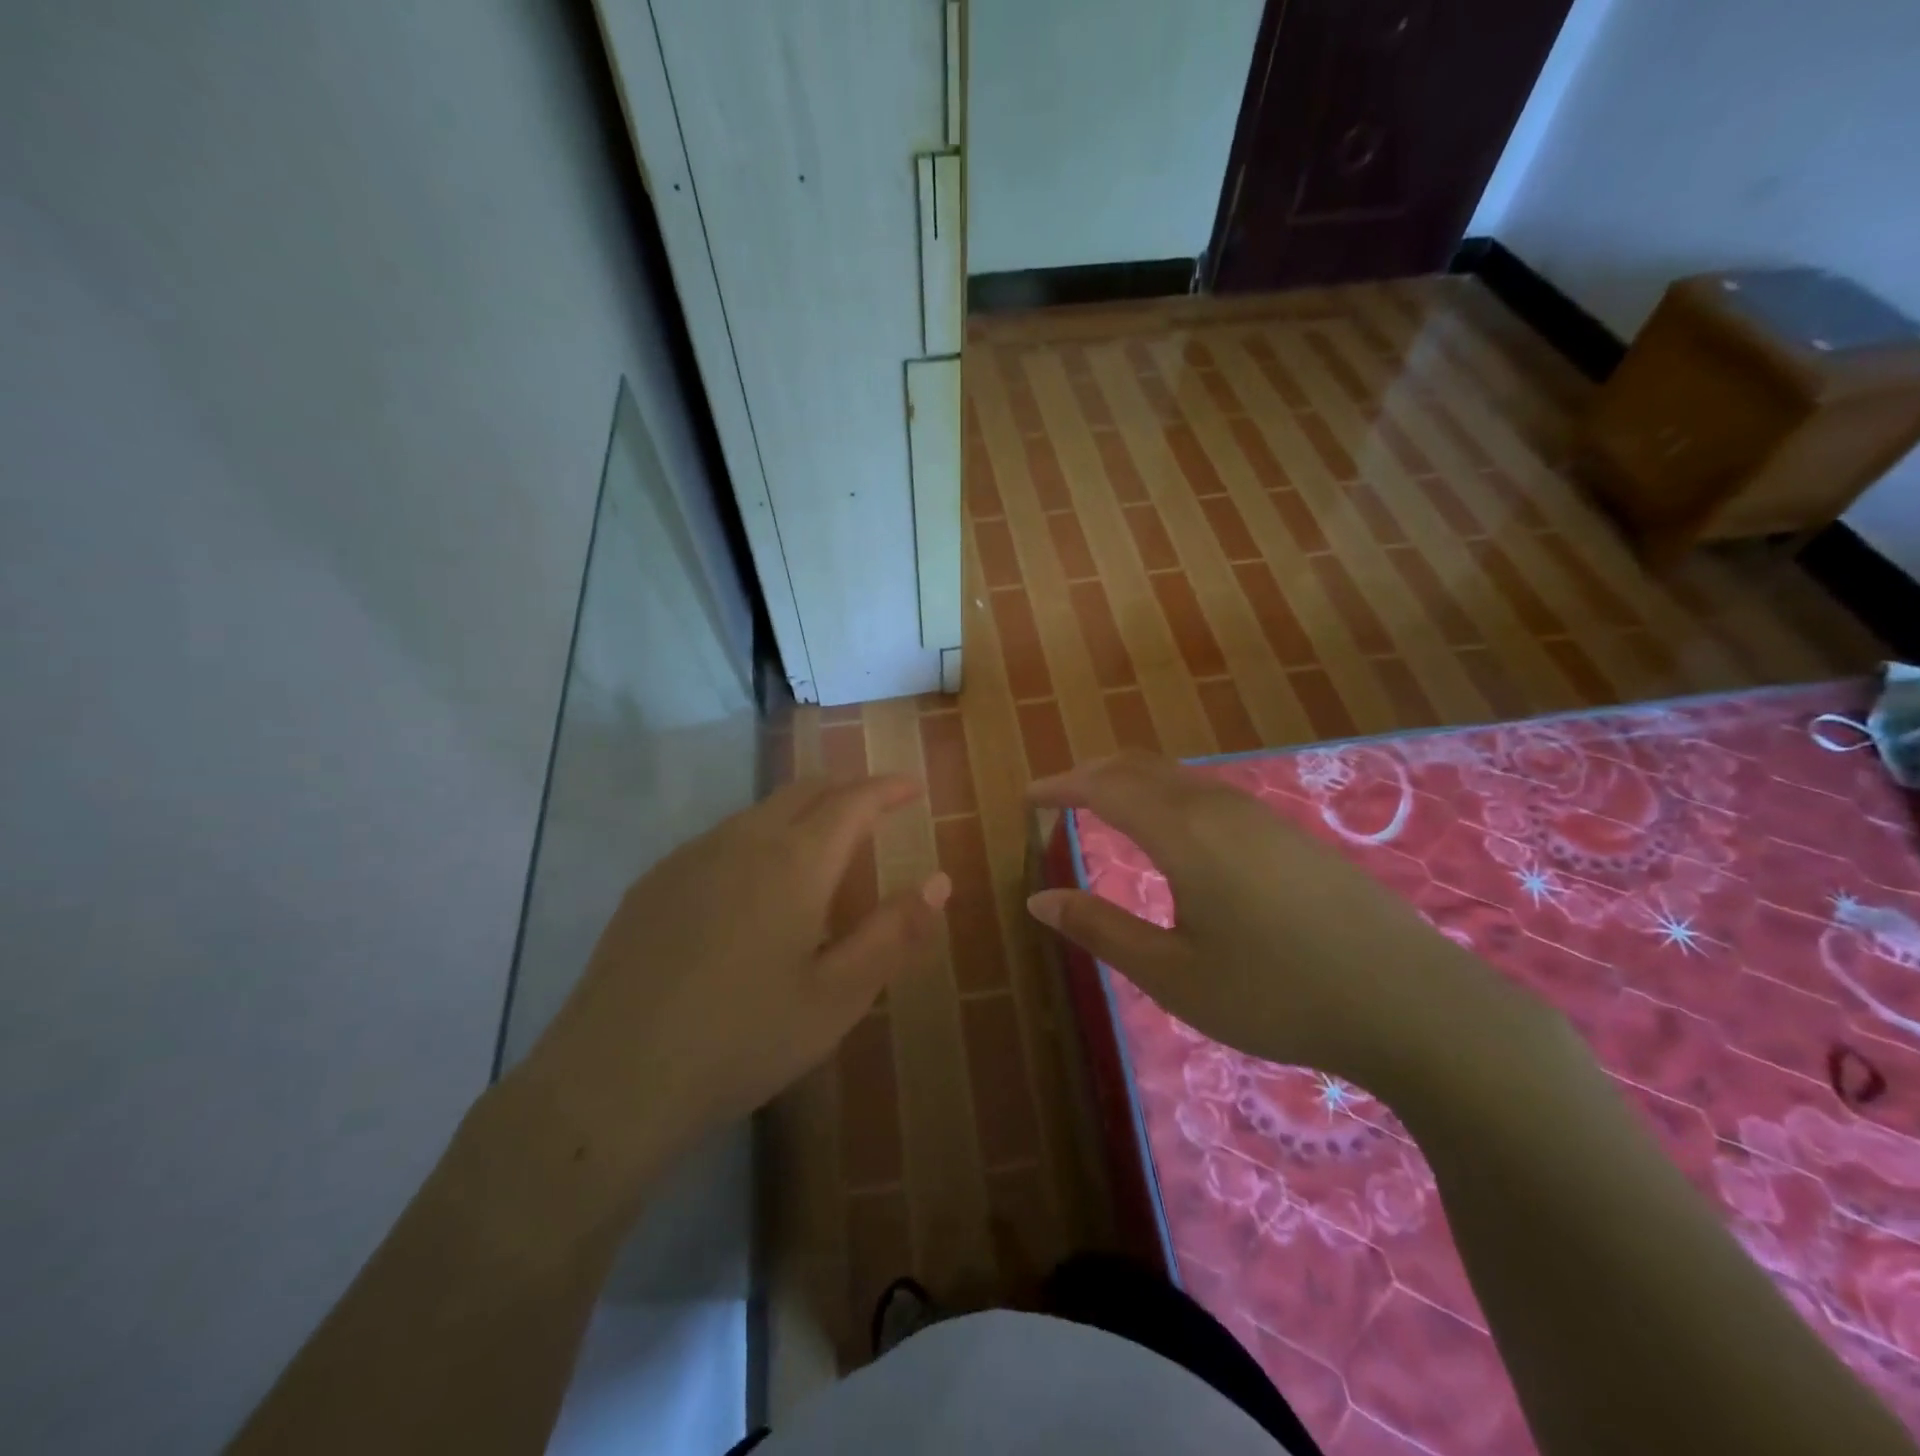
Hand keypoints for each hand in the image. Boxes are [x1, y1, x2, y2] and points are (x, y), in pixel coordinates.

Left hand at [510, 776, 949, 1206]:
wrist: (612, 1079)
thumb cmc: (743, 1039)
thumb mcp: (837, 997)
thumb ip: (894, 933)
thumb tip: (940, 882)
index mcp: (794, 862)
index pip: (853, 801)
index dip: (888, 789)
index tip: (914, 788)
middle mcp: (742, 841)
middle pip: (804, 791)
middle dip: (847, 790)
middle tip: (876, 809)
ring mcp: (690, 857)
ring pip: (759, 811)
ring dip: (801, 813)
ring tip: (822, 847)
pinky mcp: (654, 882)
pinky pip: (721, 838)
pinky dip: (758, 838)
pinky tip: (753, 885)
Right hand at [1026, 753, 1523, 1088]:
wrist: (1411, 1002)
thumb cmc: (1276, 994)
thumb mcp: (1173, 975)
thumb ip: (1101, 930)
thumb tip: (1038, 901)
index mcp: (1182, 833)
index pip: (1104, 787)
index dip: (1060, 786)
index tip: (1027, 796)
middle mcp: (1217, 807)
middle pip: (1140, 766)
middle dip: (1091, 773)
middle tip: (1057, 795)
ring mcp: (1259, 815)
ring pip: (1178, 775)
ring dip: (1131, 780)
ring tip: (1104, 805)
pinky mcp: (1287, 834)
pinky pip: (1208, 792)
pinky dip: (1166, 794)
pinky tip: (1173, 830)